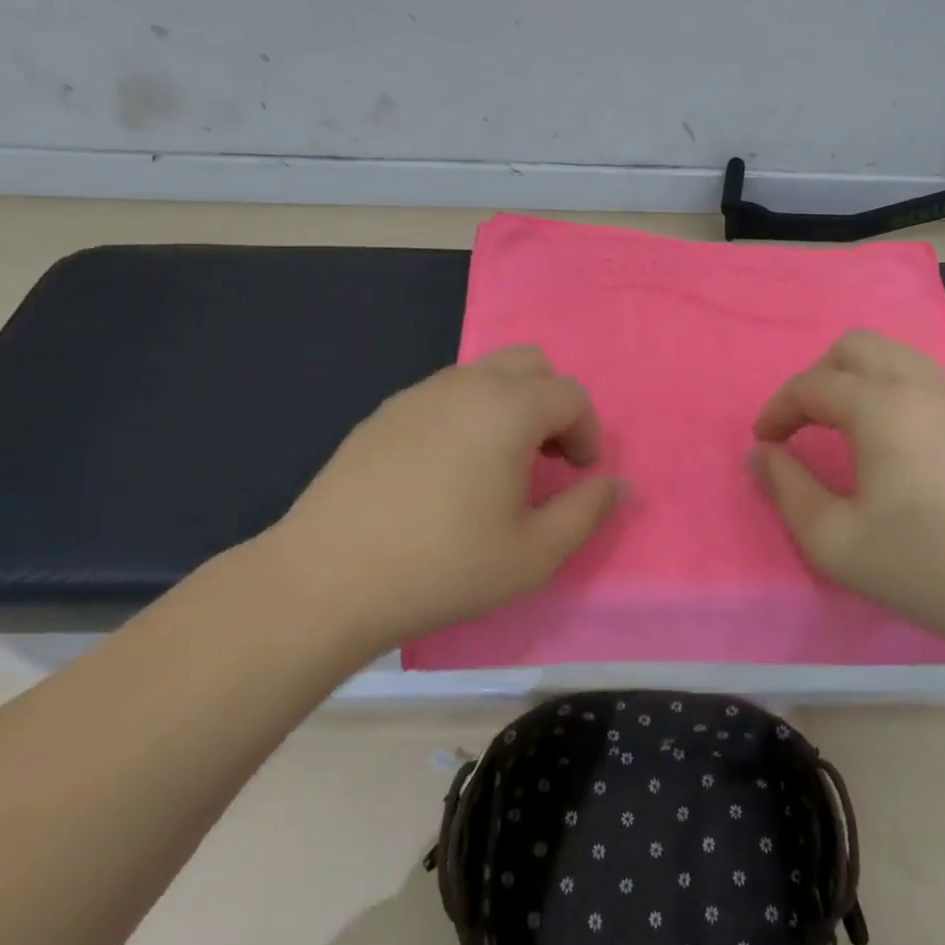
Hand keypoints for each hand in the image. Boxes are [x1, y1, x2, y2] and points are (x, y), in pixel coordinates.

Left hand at [261, 346, 621, 648]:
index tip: (580, 475)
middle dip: (553, 403)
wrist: (326, 580)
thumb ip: (587, 511)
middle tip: (549, 458)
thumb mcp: (534, 554)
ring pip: (486, 374)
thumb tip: (619, 485)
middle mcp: (466, 384)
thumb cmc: (444, 567)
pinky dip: (470, 414)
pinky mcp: (385, 412)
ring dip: (511, 406)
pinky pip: (447, 394)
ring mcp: (419, 393)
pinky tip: (450, 470)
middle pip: (531, 364)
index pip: (571, 395)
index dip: (589, 432)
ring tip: (501, 466)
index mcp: (508, 408)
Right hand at [752, 330, 944, 637]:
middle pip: (857, 346)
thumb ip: (787, 490)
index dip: (778, 409)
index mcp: (881, 407)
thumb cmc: (925, 565)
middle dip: (818, 376)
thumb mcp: (834, 541)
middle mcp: (922, 387)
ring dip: (860, 379)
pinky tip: (900, 448)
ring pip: (898, 357)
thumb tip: (763, 455)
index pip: (812, 385)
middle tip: (805, 423)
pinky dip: (896, 394)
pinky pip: (929, 383)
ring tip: (848, 429)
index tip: (765, 443)